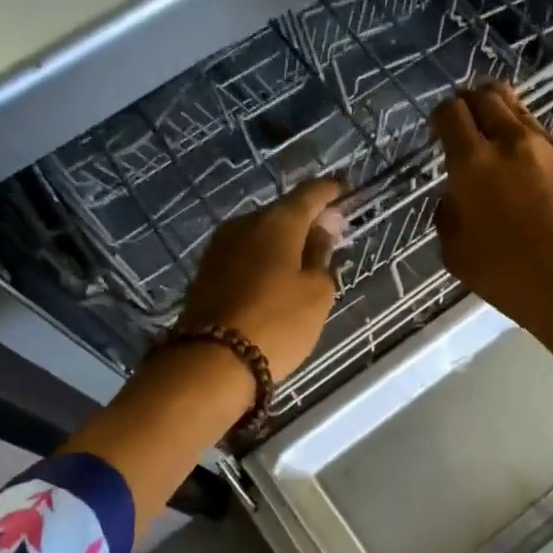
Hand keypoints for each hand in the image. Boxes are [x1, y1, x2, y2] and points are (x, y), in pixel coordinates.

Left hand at [176, 178, 346, 381]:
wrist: (211, 362)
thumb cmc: (278, 323)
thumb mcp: (317, 293)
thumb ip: (322, 254)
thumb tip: (322, 229)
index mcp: (278, 221)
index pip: (310, 193)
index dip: (331, 191)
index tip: (346, 192)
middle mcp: (245, 223)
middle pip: (283, 211)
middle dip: (308, 218)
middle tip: (331, 232)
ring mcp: (220, 246)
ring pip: (261, 232)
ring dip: (285, 240)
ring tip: (306, 258)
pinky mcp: (207, 271)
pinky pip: (245, 253)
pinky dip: (265, 257)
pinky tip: (277, 275)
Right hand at [432, 83, 552, 359]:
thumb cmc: (509, 277)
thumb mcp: (456, 252)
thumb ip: (450, 211)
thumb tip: (458, 193)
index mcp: (474, 164)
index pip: (452, 113)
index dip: (443, 115)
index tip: (443, 128)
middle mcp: (514, 143)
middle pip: (489, 97)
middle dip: (474, 100)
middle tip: (471, 116)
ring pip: (525, 117)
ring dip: (508, 123)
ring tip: (506, 145)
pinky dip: (541, 155)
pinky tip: (544, 183)